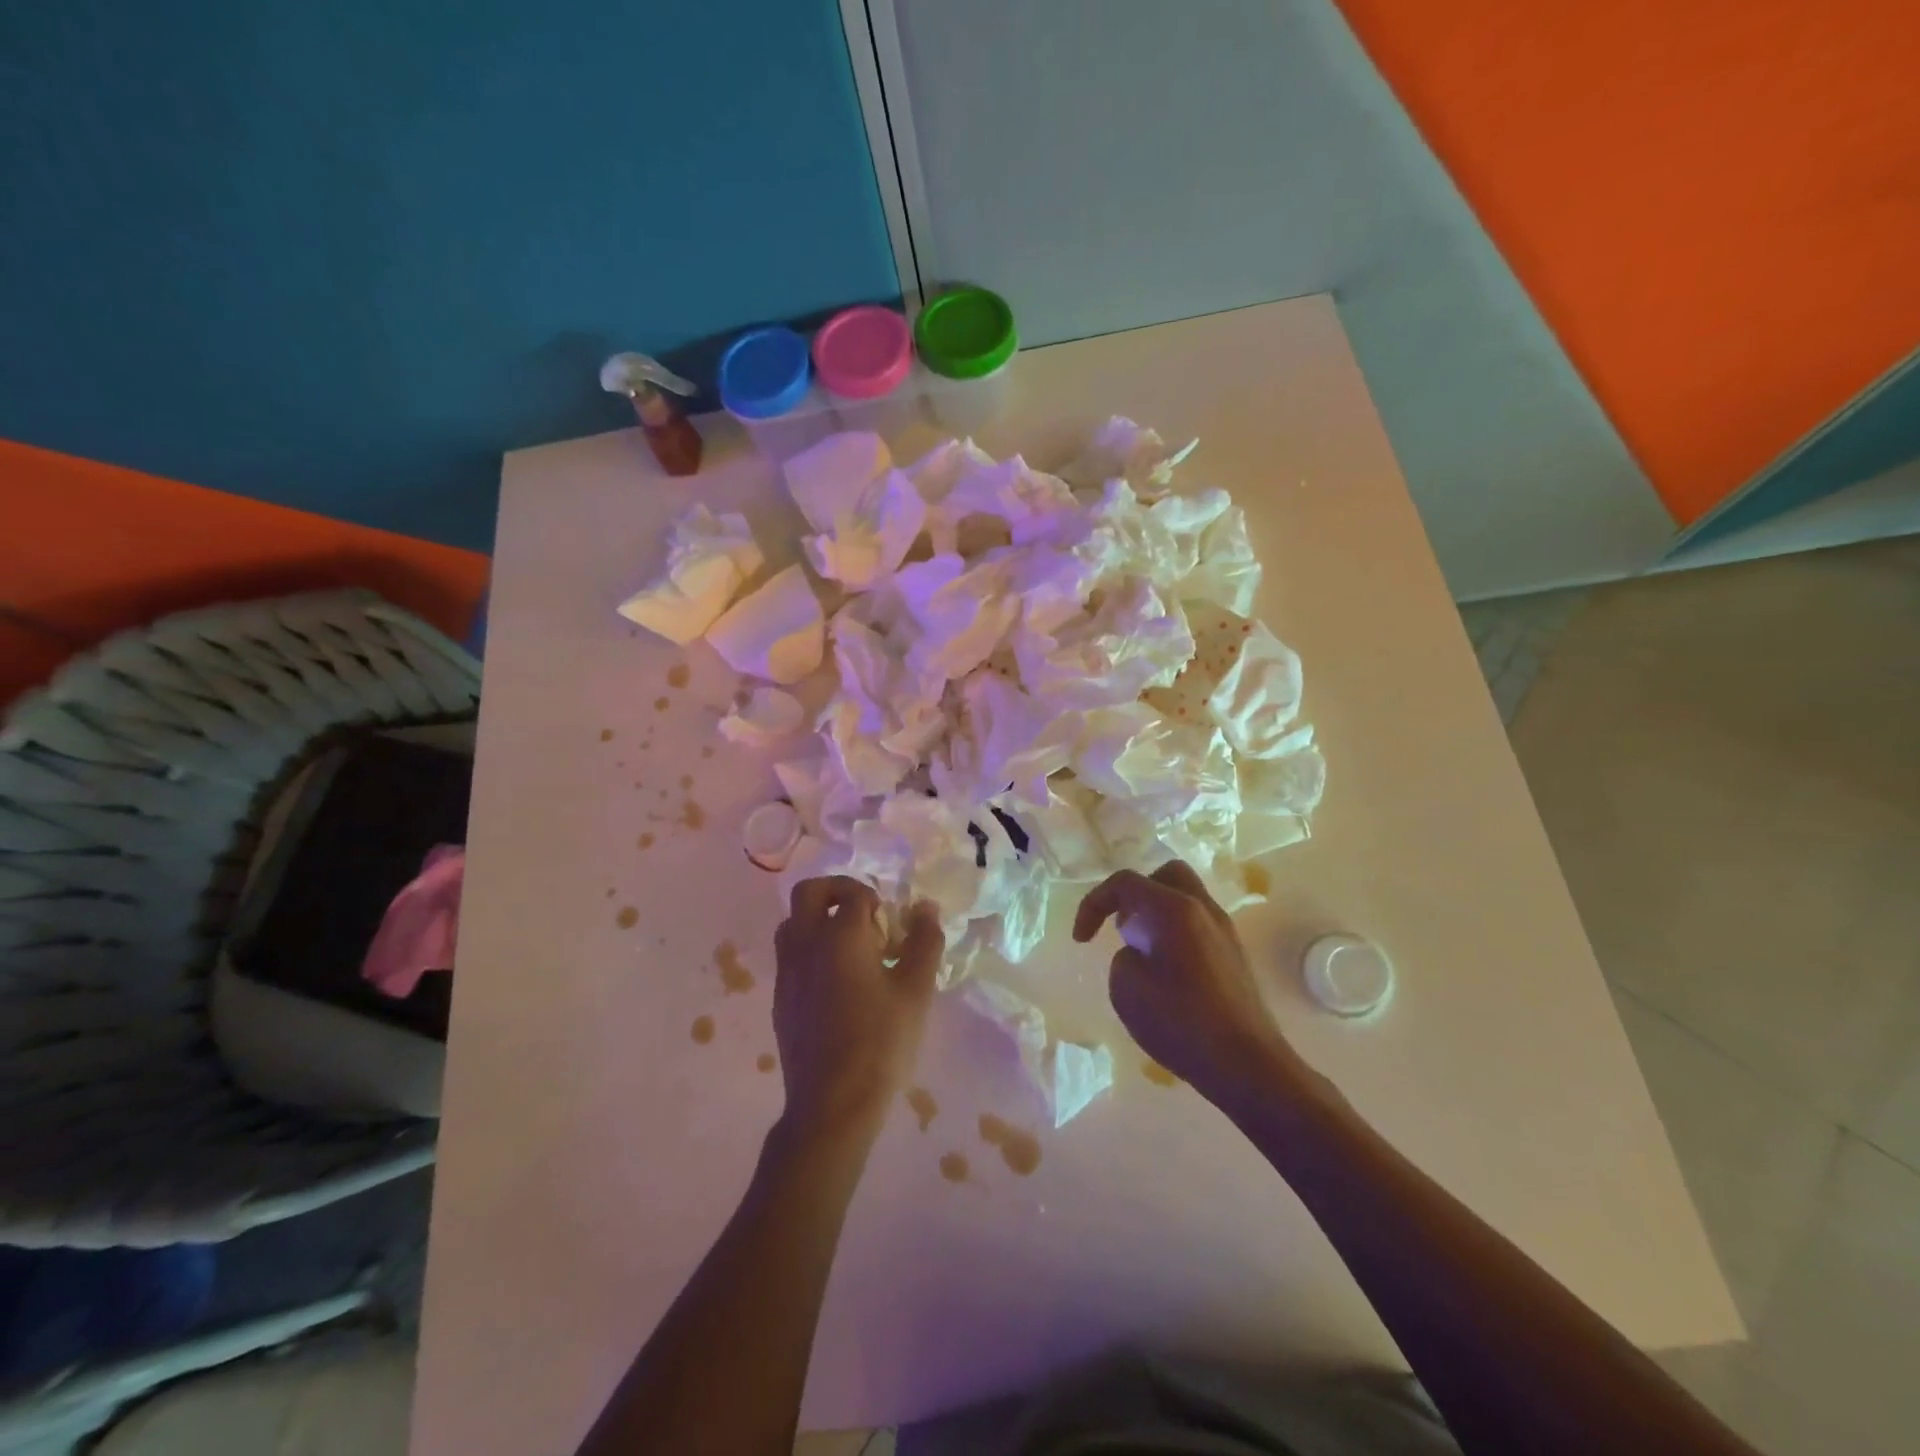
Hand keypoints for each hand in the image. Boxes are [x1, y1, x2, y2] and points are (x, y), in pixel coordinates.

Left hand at [773, 877, 943, 1143]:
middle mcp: (805, 944)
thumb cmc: (880, 1043)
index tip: (895, 925)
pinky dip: (810, 949)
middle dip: (837, 891)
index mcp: (839, 936)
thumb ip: (923, 941)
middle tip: (865, 913)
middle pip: (809, 892)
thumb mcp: (916, 990)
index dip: (878, 901)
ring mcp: (786, 972)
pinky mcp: (779, 998)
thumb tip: (925, 907)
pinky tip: (837, 982)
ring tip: (851, 947)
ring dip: (819, 919)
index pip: (855, 895)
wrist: (832, 1106)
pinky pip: (790, 955)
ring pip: (793, 922)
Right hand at [1074, 861, 1316, 1101]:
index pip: (1125, 882)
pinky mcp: (1234, 955)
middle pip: (1165, 876)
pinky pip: (1197, 925)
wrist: (1246, 1063)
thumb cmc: (1180, 1021)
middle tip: (1121, 929)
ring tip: (1141, 953)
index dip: (1093, 903)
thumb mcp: (1126, 988)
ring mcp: (1224, 931)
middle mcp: (1202, 908)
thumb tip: (1141, 951)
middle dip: (1135, 895)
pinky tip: (1166, 973)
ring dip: (1156, 914)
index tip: (1081, 940)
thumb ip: (1124, 957)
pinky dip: (1174, 934)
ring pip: (1185, 899)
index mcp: (1173, 908)